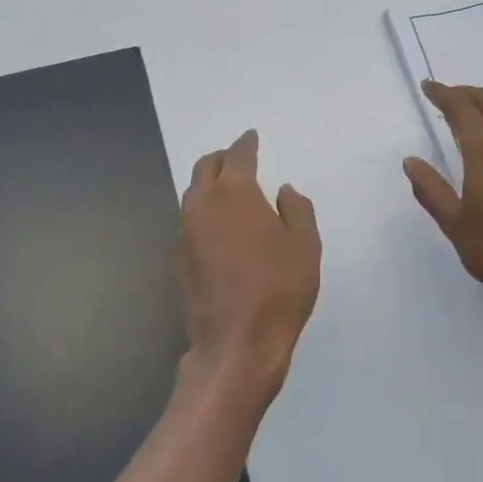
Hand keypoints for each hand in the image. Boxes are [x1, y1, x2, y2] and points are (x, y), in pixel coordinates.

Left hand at [179, 130, 320, 412]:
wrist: (236, 344)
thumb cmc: (279, 289)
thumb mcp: (305, 245)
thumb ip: (296, 209)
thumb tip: (283, 191)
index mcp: (234, 193)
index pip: (238, 155)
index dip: (246, 143)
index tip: (252, 137)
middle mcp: (202, 205)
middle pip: (205, 168)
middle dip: (221, 158)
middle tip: (237, 159)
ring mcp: (185, 233)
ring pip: (193, 194)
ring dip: (209, 185)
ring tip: (229, 191)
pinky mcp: (178, 259)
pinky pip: (190, 222)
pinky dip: (204, 213)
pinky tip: (219, 228)